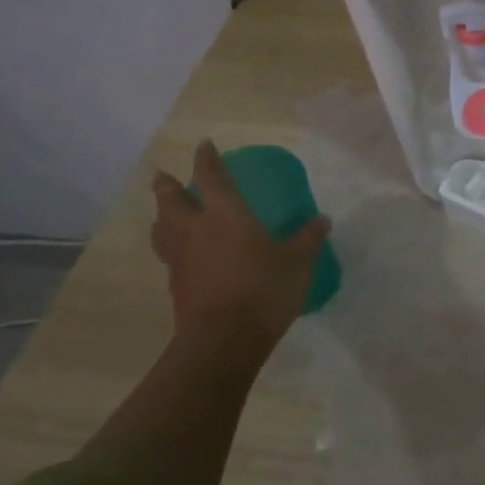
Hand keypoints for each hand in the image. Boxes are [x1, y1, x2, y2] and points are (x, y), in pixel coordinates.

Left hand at [150, 140, 330, 361]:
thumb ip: (308, 239)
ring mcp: (181, 259)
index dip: (207, 159)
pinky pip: (168, 256)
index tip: (203, 144)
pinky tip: (182, 253)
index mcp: (226, 215)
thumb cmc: (264, 290)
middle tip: (163, 176)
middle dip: (167, 186)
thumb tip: (322, 220)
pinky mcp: (176, 285)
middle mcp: (197, 229)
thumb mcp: (298, 263)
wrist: (223, 340)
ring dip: (161, 216)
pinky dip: (171, 246)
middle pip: (171, 201)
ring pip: (161, 228)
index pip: (212, 177)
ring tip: (165, 213)